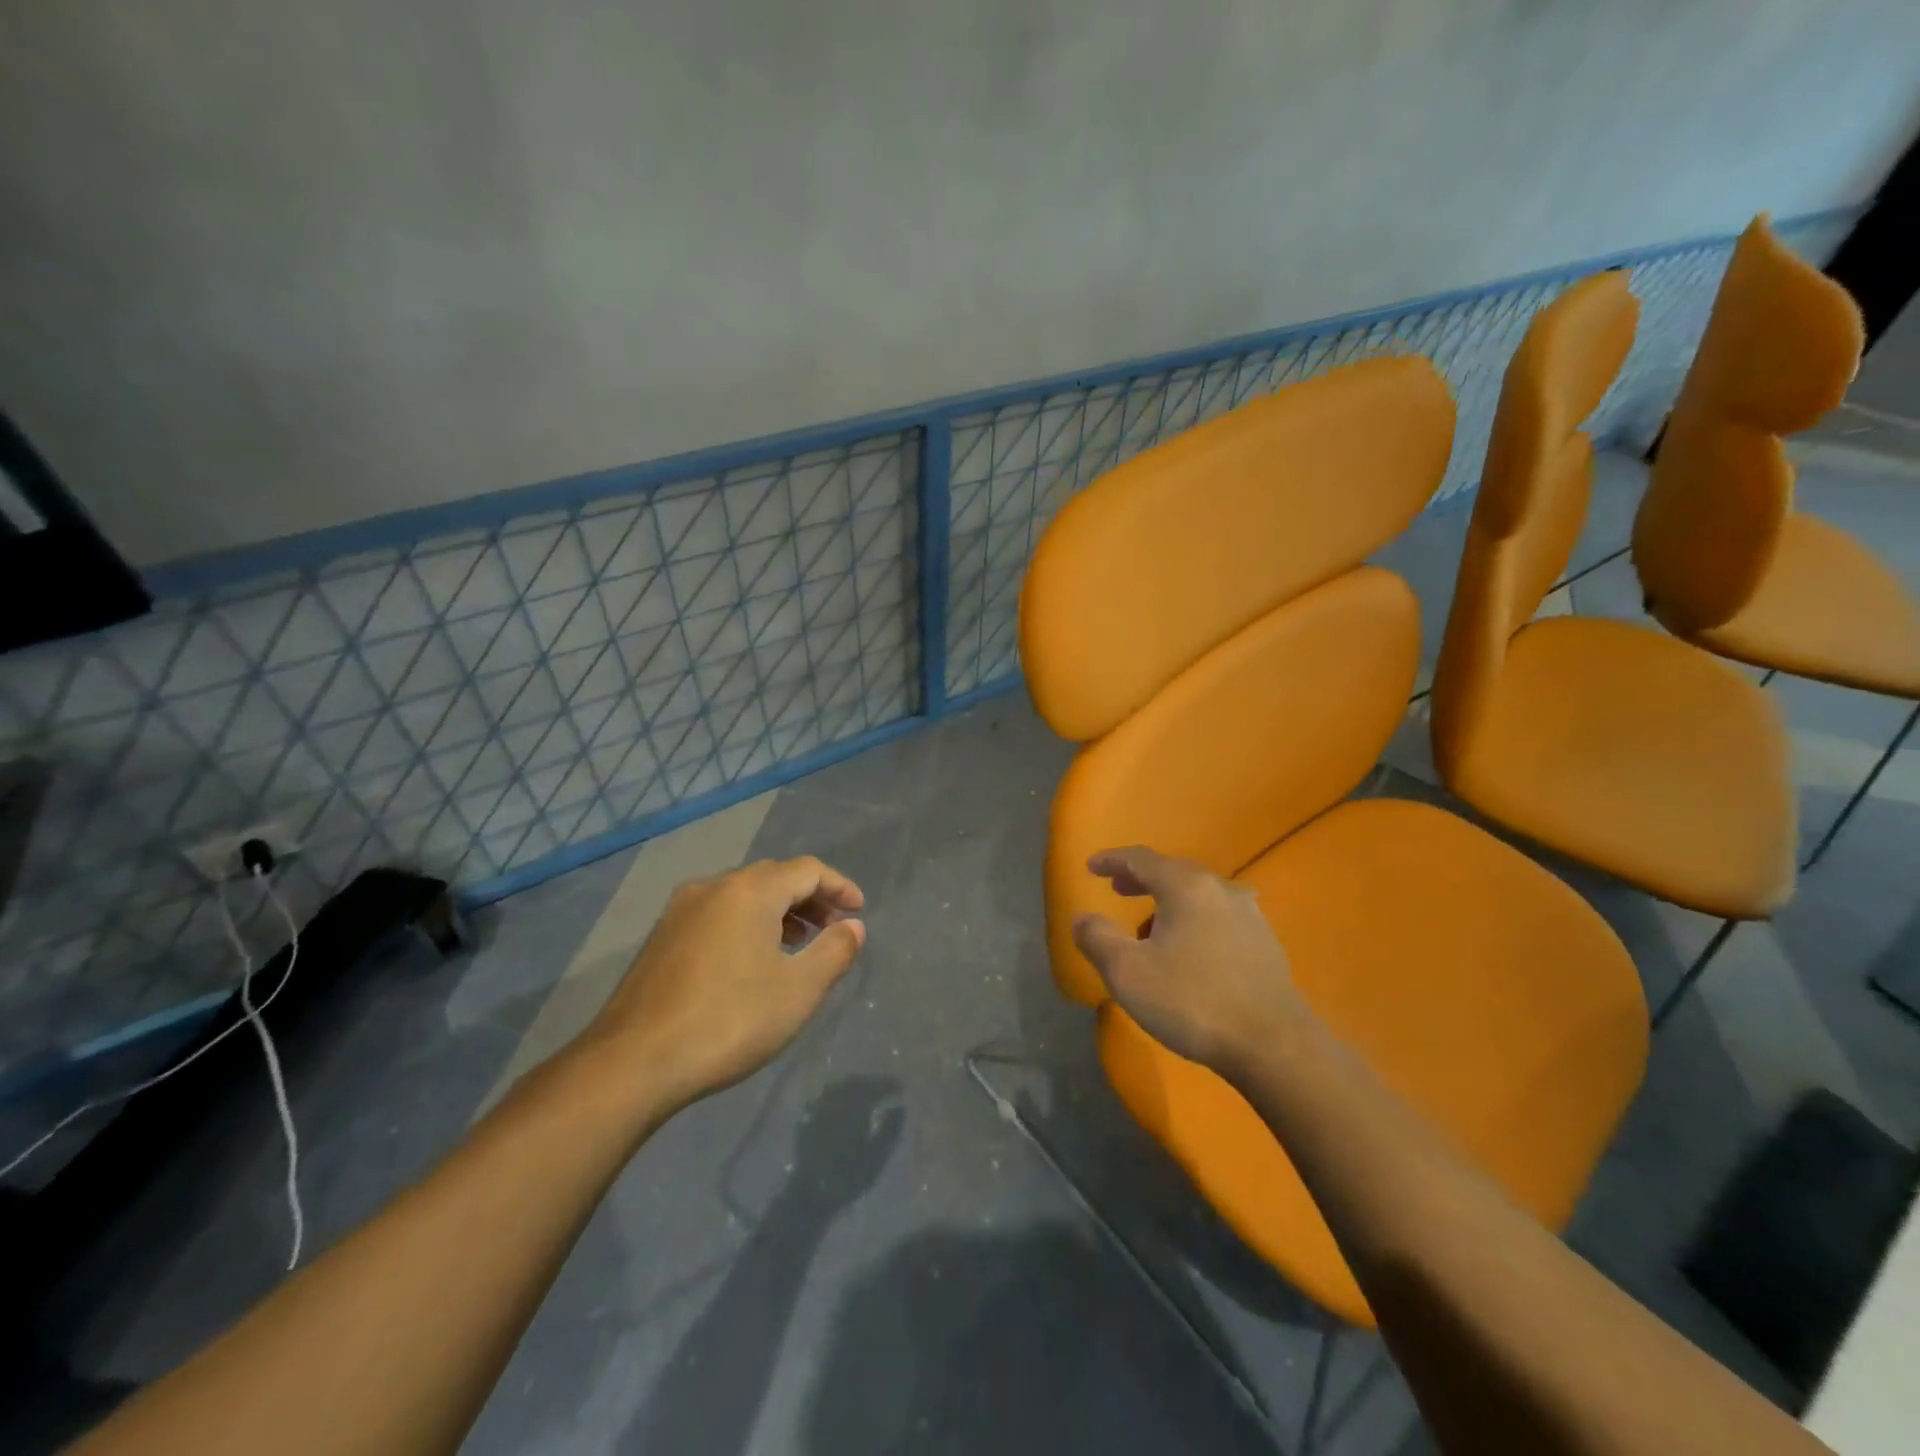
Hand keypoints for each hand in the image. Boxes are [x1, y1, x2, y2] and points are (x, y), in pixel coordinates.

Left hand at [585, 856, 866, 1108]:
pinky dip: (747, 924)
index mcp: (750, 891)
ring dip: (778, 912)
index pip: (807, 870)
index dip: (839, 887)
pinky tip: (753, 961)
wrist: (632, 1063)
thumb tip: (853, 926)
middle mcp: (714, 887)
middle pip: (774, 877)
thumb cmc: (728, 1021)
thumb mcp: (798, 991)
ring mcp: (681, 910)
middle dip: (810, 898)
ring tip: (798, 945)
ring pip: (743, 896)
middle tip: (833, 928)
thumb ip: (833, 952)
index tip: (858, 912)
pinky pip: (718, 914)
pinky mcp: (661, 938)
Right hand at [1072, 846, 1310, 1077]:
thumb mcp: (1128, 972)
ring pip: (1199, 895)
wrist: (1274, 1046)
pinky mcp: (1265, 943)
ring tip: (1150, 928)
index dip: (1112, 860)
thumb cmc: (1193, 1001)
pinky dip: (1194, 920)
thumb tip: (1082, 919)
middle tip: (1118, 890)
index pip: (1141, 859)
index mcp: (1186, 887)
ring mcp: (1249, 915)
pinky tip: (1190, 948)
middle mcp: (1220, 889)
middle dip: (1142, 879)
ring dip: (1169, 902)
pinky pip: (1219, 916)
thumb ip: (1097, 938)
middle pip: (1173, 872)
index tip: (1091, 866)